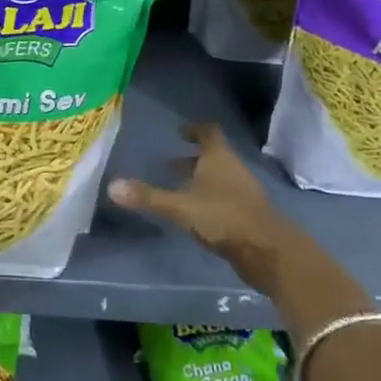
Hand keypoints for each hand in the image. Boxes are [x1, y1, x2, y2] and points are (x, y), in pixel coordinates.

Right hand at [108, 123, 299, 291]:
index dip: (193, 129)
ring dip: (201, 179)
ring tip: (178, 189)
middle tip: (168, 164)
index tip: (178, 132)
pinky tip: (196, 213)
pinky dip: (210, 198)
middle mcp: (233, 168)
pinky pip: (225, 197)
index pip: (208, 132)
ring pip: (220, 177)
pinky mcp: (249, 214)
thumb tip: (112, 185)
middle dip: (192, 158)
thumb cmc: (223, 217)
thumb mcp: (180, 207)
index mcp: (219, 156)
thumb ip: (148, 197)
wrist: (269, 251)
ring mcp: (244, 191)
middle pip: (213, 155)